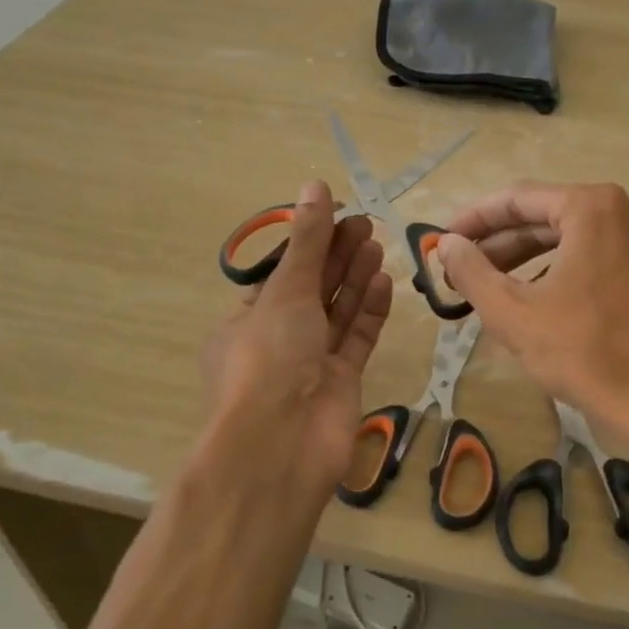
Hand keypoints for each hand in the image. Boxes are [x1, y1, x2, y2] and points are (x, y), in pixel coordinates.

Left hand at [202, 180, 392, 491]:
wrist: (282, 444)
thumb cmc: (270, 357)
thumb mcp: (286, 290)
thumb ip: (308, 238)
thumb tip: (316, 184)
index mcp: (246, 320)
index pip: (280, 273)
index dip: (308, 243)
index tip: (336, 215)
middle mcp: (276, 340)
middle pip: (312, 288)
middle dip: (336, 255)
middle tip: (365, 223)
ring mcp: (309, 363)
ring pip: (336, 311)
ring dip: (354, 277)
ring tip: (376, 243)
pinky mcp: (340, 381)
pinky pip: (355, 337)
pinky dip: (368, 309)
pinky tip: (383, 280)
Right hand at [435, 182, 628, 459]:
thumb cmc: (584, 352)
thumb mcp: (513, 312)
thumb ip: (472, 271)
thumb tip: (446, 244)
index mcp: (590, 207)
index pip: (516, 199)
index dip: (473, 219)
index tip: (441, 240)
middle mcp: (618, 210)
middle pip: (541, 215)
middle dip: (496, 242)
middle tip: (456, 267)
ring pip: (563, 237)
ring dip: (520, 257)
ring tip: (482, 284)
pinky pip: (585, 254)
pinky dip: (551, 269)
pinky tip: (526, 297)